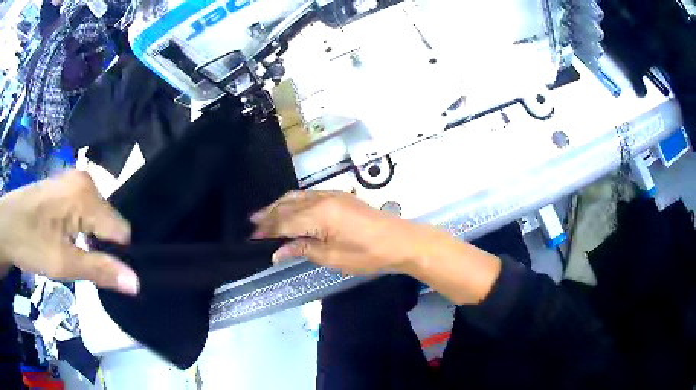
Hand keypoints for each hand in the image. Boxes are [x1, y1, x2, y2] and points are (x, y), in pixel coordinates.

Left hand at [0, 170, 138, 294]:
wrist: (7, 225)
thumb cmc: (29, 243)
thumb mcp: (63, 264)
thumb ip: (100, 271)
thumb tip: (137, 283)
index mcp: (86, 194)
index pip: (122, 231)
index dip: (116, 257)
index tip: (100, 272)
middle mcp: (85, 180)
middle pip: (110, 223)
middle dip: (101, 246)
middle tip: (80, 262)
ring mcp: (74, 180)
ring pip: (98, 218)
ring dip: (90, 239)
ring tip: (72, 252)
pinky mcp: (66, 186)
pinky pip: (86, 211)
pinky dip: (82, 230)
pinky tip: (67, 238)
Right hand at [251, 191, 501, 304]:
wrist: (400, 241)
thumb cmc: (367, 255)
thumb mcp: (332, 257)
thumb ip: (302, 249)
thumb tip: (277, 252)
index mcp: (319, 215)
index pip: (284, 221)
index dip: (267, 230)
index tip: (252, 238)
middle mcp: (321, 199)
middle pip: (287, 205)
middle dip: (268, 215)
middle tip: (251, 224)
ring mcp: (331, 194)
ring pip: (296, 197)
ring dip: (278, 206)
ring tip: (262, 215)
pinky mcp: (339, 196)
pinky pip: (308, 195)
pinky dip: (293, 202)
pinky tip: (288, 208)